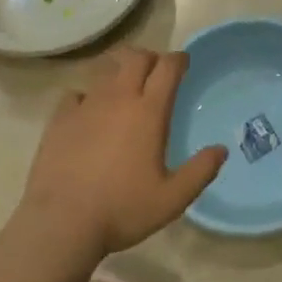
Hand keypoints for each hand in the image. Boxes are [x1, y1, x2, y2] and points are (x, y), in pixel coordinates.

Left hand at [22, 46, 226, 258]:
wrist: (60, 224)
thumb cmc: (121, 209)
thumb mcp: (171, 199)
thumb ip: (200, 172)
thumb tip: (221, 150)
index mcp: (148, 111)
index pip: (167, 67)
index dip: (178, 59)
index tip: (184, 63)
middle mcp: (118, 98)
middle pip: (135, 57)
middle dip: (149, 58)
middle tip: (155, 72)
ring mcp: (86, 105)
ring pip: (106, 71)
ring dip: (119, 72)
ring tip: (124, 89)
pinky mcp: (60, 119)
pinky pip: (76, 93)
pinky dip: (87, 96)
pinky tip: (88, 112)